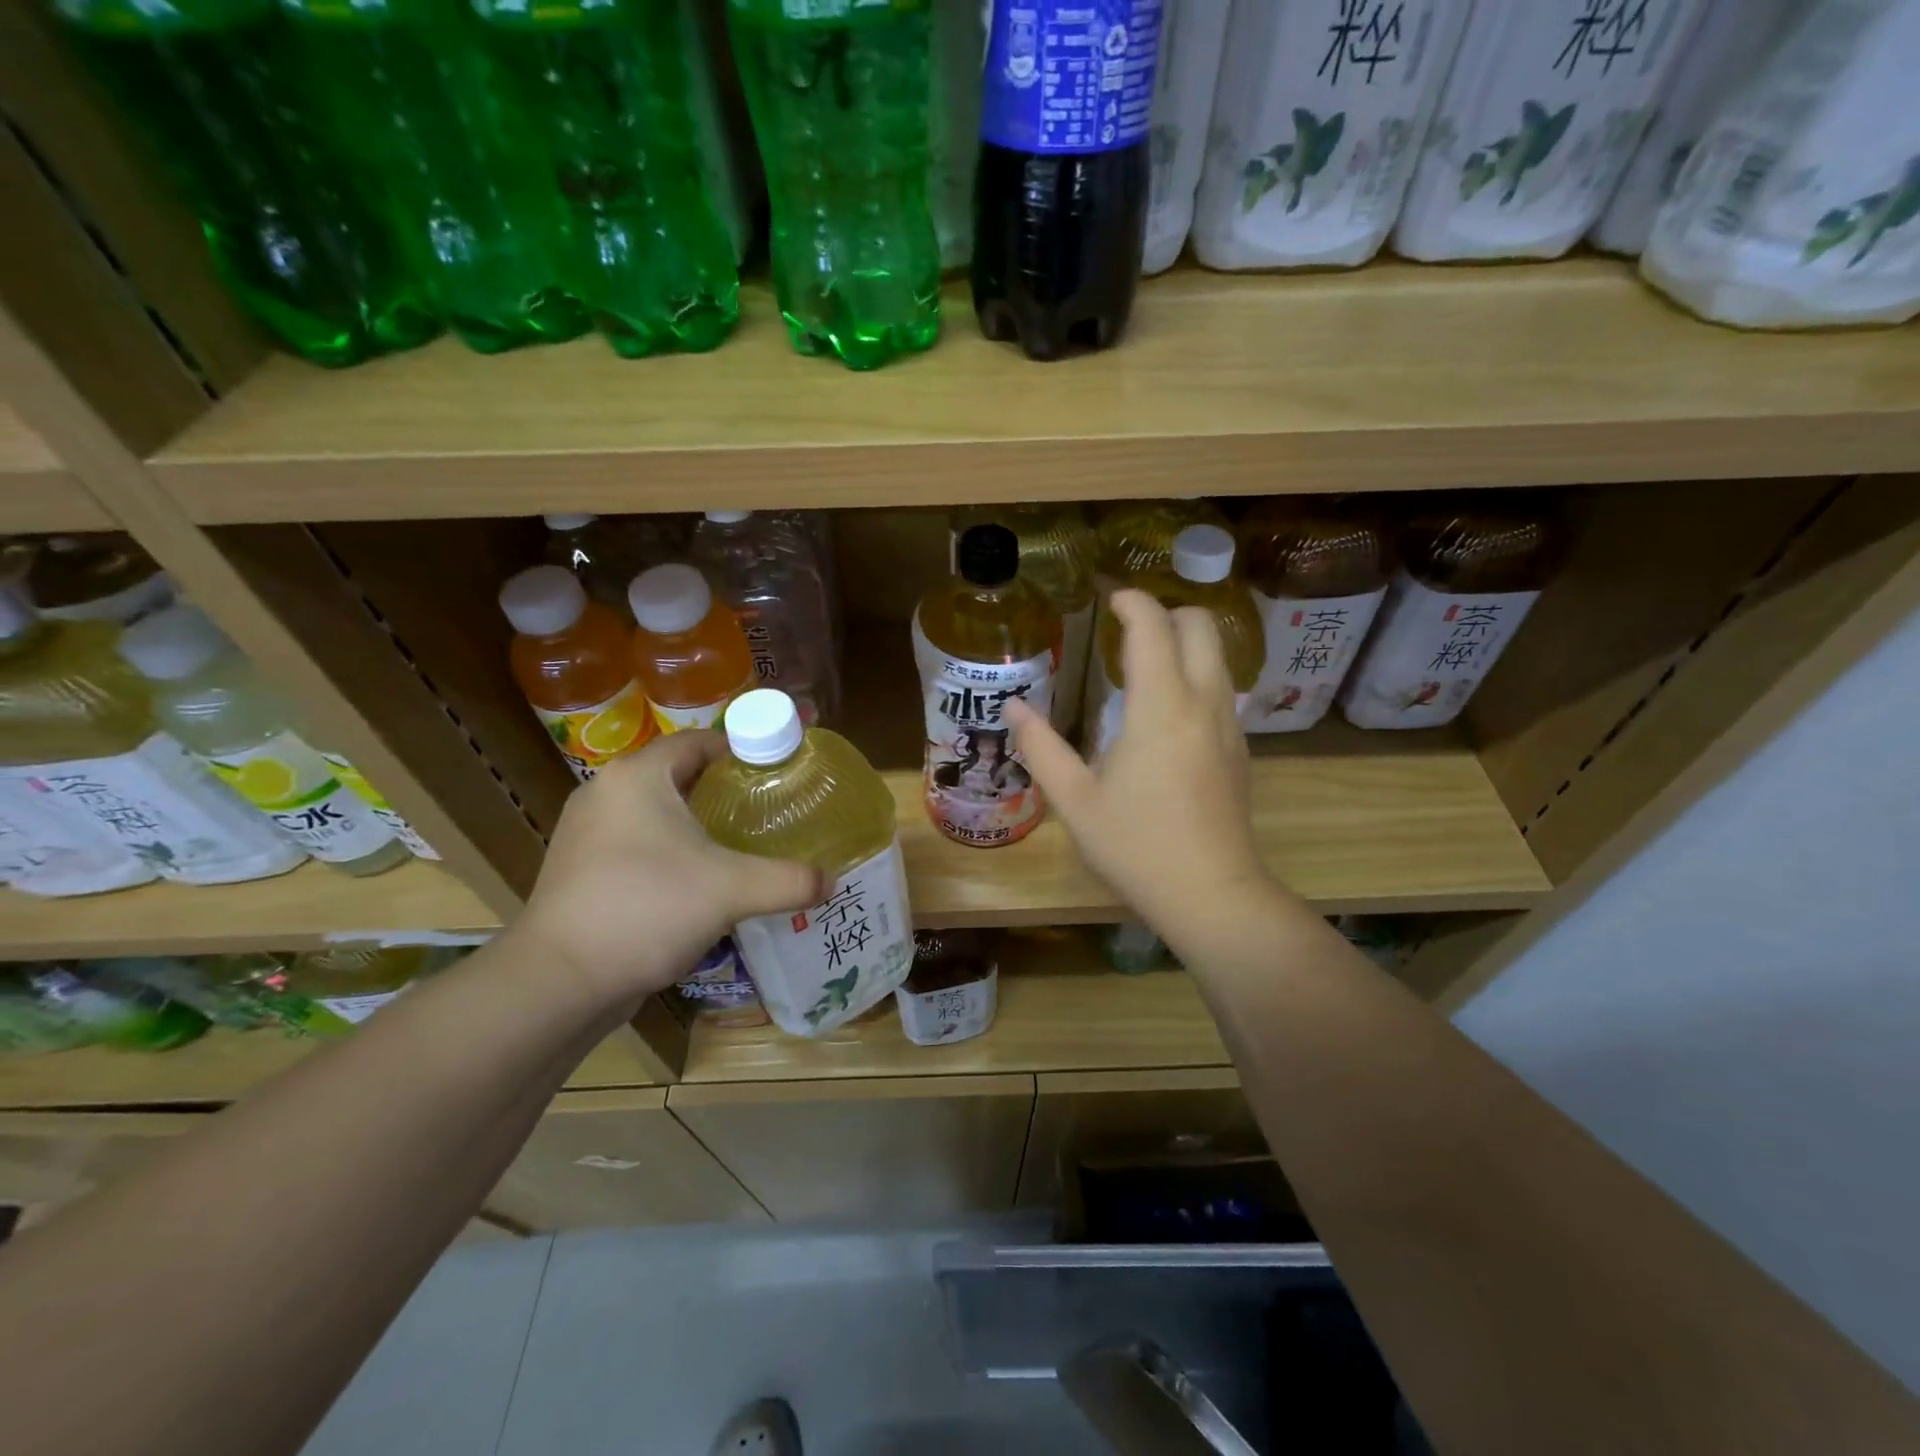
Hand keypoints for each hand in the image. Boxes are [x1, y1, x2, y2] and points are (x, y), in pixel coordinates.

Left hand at [518, 732, 825, 1011]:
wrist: (558, 980)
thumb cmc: (646, 909)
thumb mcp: (731, 890)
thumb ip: (788, 880)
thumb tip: (830, 881)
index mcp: (639, 776)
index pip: (700, 741)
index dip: (743, 750)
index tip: (779, 770)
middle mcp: (607, 791)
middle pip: (680, 774)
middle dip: (725, 789)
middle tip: (768, 808)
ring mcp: (588, 831)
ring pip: (658, 811)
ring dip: (697, 822)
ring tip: (741, 842)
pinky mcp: (581, 867)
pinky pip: (639, 842)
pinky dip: (672, 850)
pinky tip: (700, 878)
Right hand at [1009, 590, 1271, 944]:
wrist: (1212, 894)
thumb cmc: (1136, 846)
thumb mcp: (1075, 800)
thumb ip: (1041, 747)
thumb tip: (1012, 707)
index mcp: (1161, 707)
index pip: (1153, 626)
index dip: (1130, 601)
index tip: (1107, 597)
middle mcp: (1204, 702)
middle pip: (1201, 625)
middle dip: (1165, 612)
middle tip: (1125, 629)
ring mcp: (1229, 725)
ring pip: (1218, 655)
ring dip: (1183, 642)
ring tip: (1141, 666)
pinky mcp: (1240, 748)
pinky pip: (1221, 688)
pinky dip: (1195, 674)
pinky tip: (1165, 712)